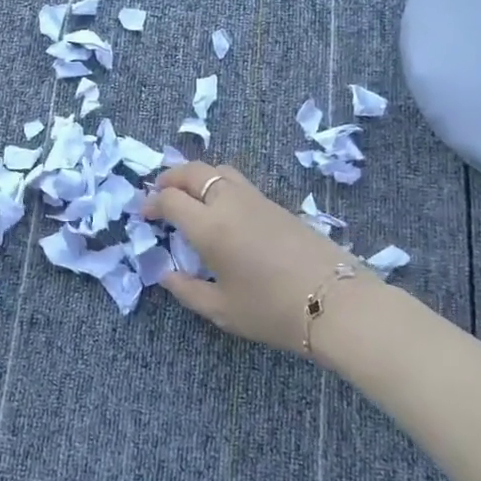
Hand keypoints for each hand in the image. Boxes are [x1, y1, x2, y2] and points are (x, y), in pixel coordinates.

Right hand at [141, 162, 373, 359]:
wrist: (335, 303)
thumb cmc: (271, 310)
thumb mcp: (222, 310)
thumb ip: (187, 290)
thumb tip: (166, 275)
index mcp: (210, 227)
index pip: (171, 199)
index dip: (152, 203)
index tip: (145, 215)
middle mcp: (230, 203)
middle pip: (193, 172)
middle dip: (170, 178)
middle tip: (159, 193)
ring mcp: (256, 199)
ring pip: (219, 170)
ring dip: (197, 176)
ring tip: (189, 194)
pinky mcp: (277, 204)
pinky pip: (239, 182)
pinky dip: (219, 184)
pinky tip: (221, 208)